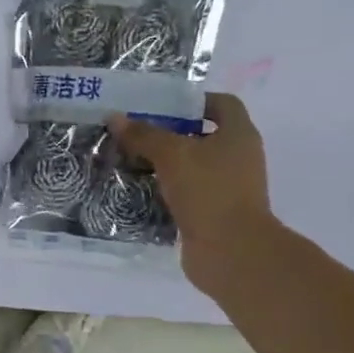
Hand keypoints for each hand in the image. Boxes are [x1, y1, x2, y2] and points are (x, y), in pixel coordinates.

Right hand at [110, 94, 274, 291]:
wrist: (230, 251)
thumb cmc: (208, 191)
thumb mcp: (172, 155)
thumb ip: (144, 135)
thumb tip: (115, 118)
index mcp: (238, 135)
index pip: (222, 104)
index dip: (193, 101)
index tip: (161, 106)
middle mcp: (238, 158)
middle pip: (202, 136)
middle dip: (169, 135)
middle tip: (136, 135)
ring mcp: (227, 189)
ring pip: (192, 168)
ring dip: (164, 166)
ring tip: (130, 163)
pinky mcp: (213, 215)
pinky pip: (186, 196)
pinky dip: (166, 193)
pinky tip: (139, 193)